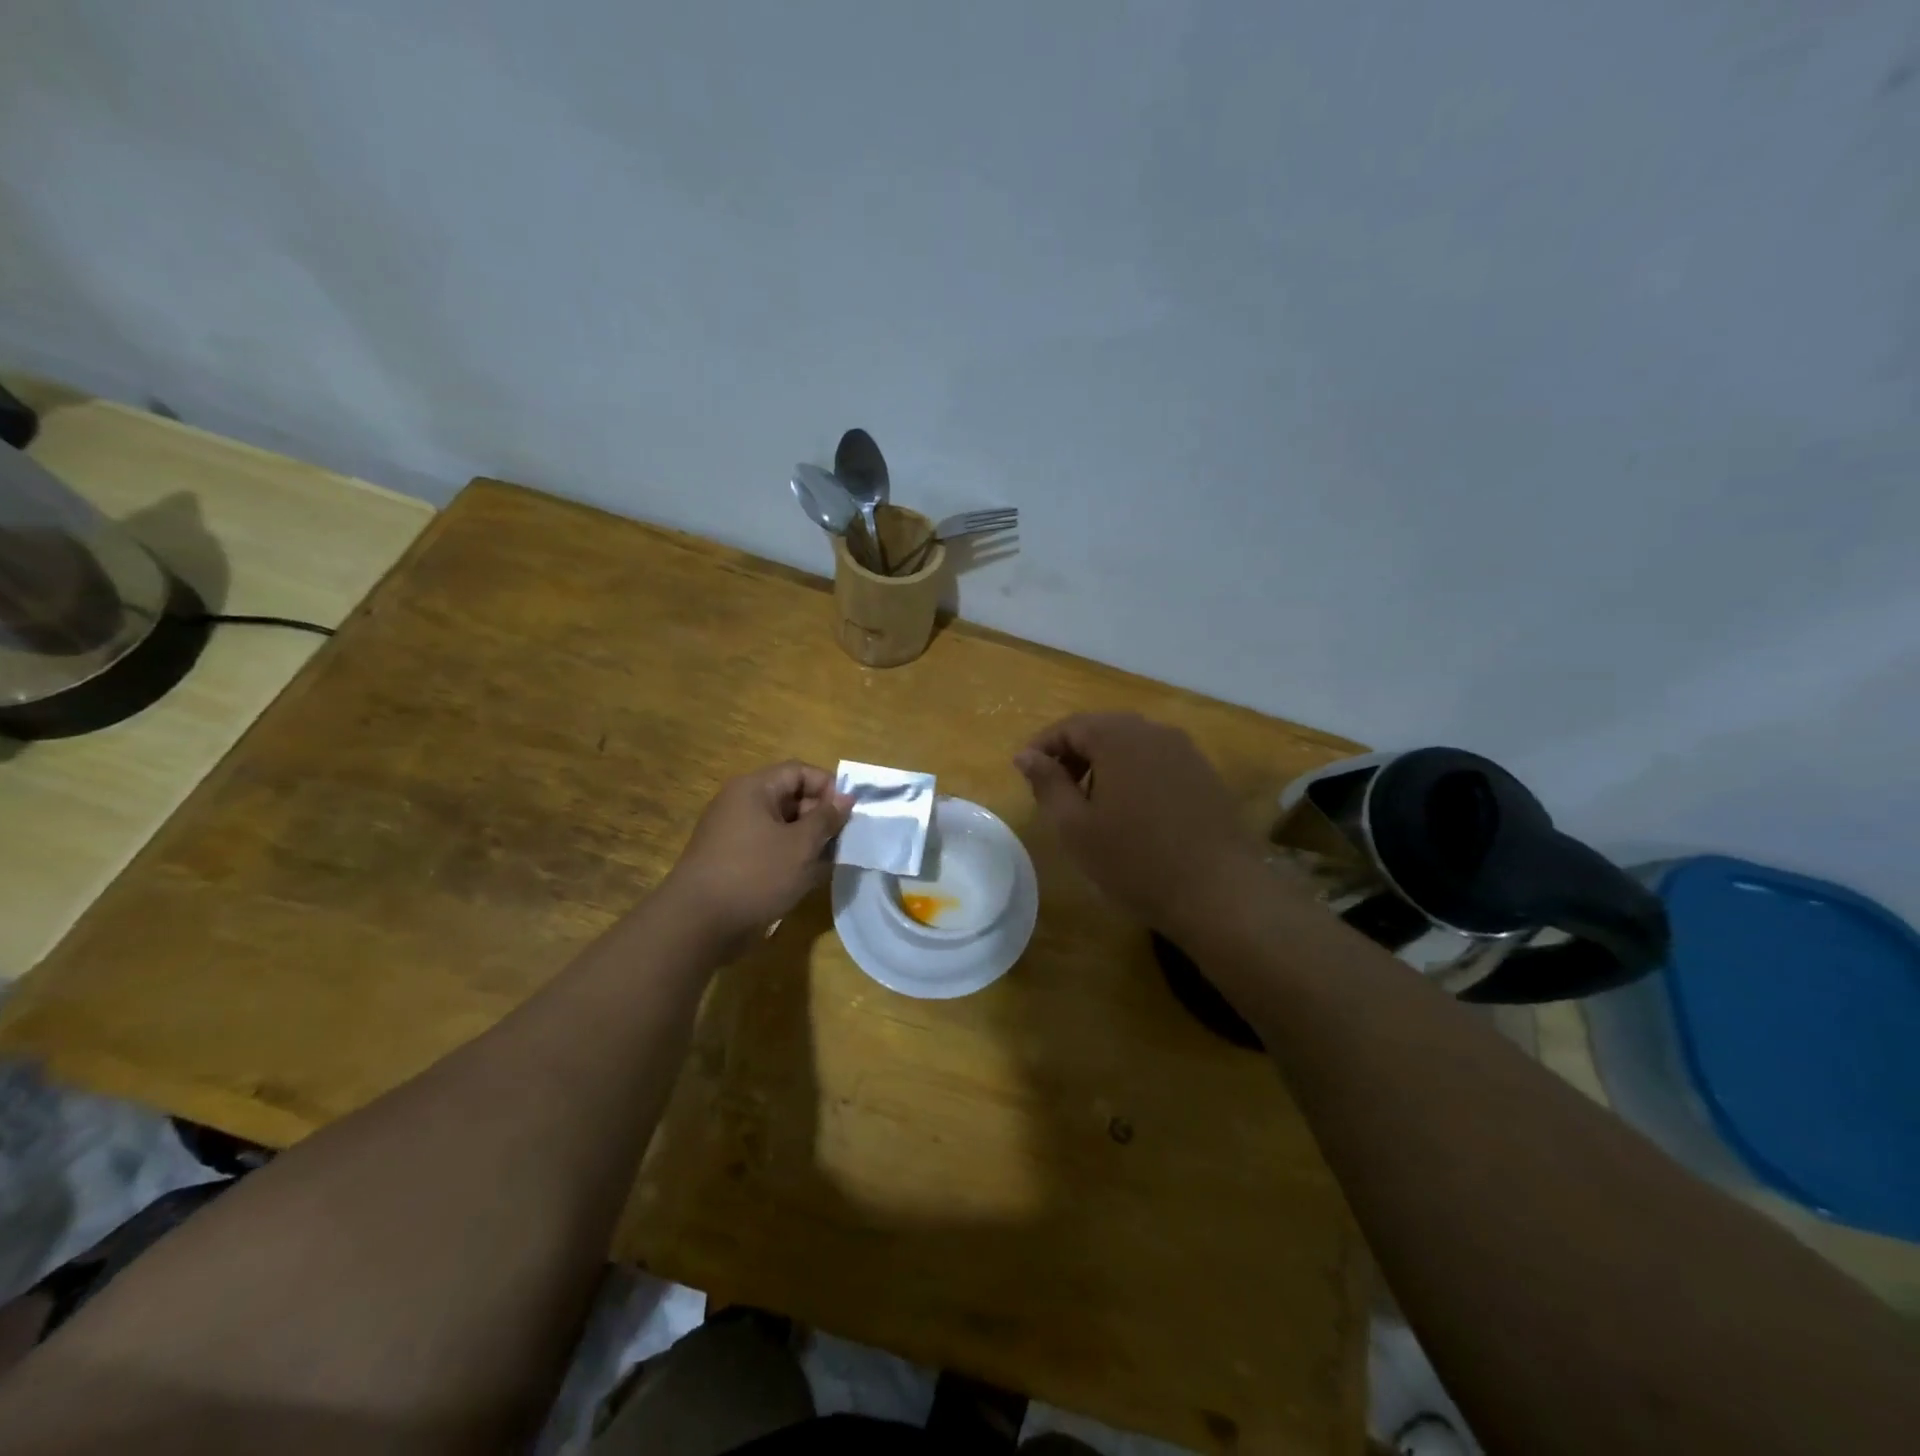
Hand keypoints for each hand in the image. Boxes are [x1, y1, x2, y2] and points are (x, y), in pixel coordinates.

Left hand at [661, 761, 851, 950]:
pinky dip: (790, 859)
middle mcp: (741, 805)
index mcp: (754, 789)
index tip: (850, 813)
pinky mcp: (732, 861)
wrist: (697, 924)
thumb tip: (846, 797)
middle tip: (844, 841)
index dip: (828, 787)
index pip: (799, 772)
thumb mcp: (801, 846)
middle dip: (821, 817)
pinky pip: (769, 849)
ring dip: (808, 841)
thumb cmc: (755, 875)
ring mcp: (734, 834)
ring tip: (830, 863)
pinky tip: (808, 879)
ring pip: (782, 827)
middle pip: (791, 798)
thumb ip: (826, 819)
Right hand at [1015, 713, 1261, 933]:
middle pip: (1102, 729)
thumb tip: (1026, 755)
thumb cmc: (1134, 860)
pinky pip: (1156, 760)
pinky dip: (1133, 773)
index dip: (1042, 746)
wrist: (1218, 891)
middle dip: (1073, 753)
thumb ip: (1047, 783)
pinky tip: (1131, 810)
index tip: (1024, 773)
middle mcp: (1153, 732)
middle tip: (1054, 789)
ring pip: (1131, 744)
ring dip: (1103, 763)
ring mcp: (1184, 751)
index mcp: (1118, 737)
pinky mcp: (1204, 773)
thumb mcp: (1075, 827)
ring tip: (1090, 803)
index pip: (1069, 726)